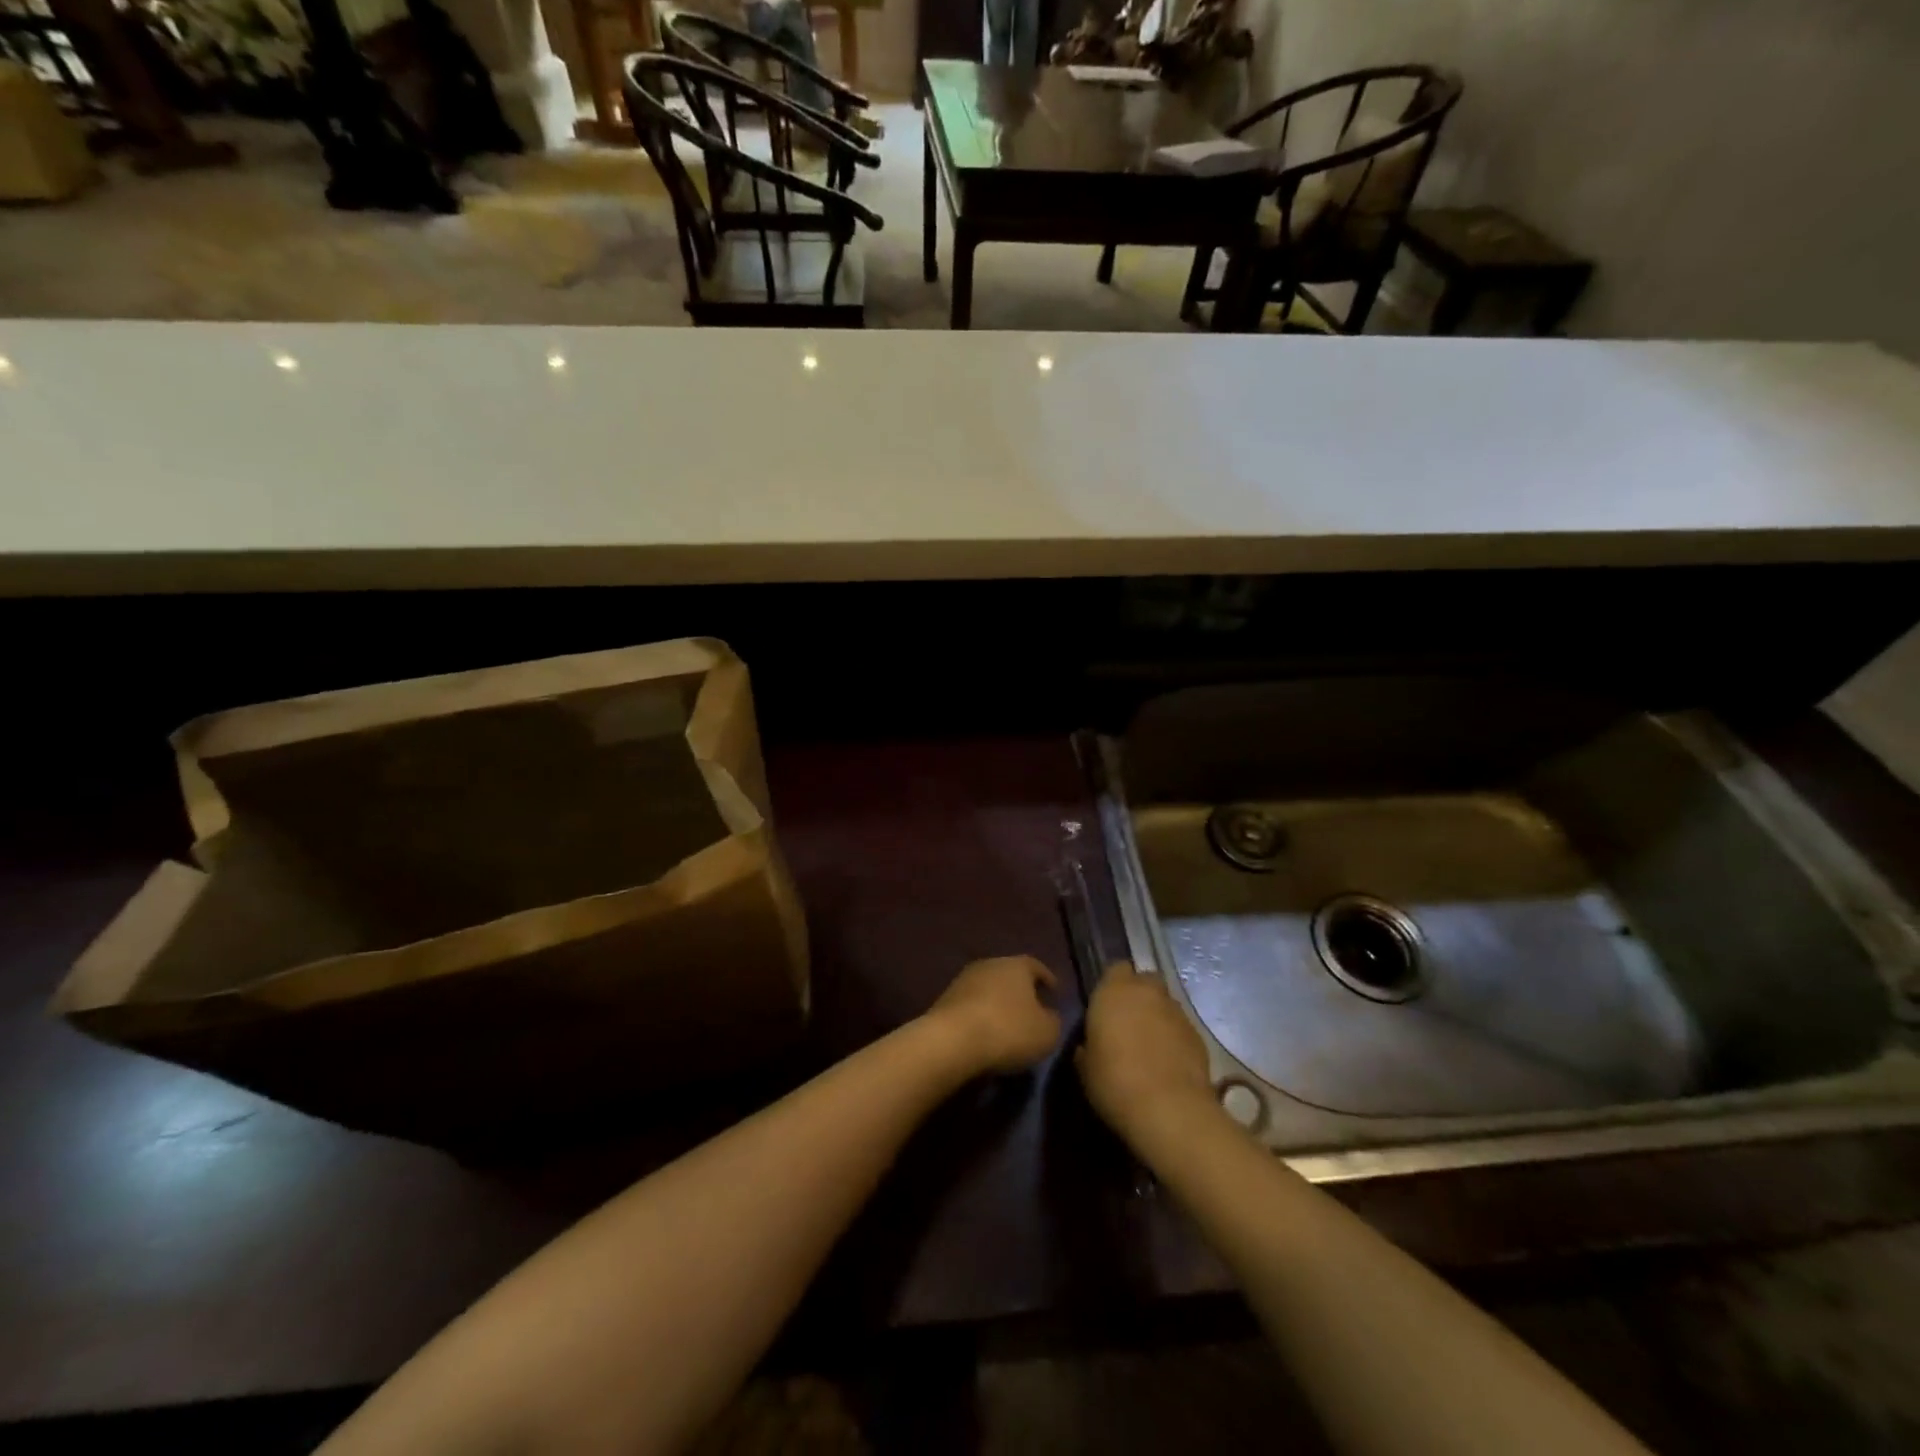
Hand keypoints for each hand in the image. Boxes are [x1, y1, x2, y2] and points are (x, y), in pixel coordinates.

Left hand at [927, 955, 1061, 1074]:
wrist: (952, 1040)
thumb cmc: (1008, 1030)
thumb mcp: (1047, 1033)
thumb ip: (1053, 1021)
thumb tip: (1050, 1016)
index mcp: (1017, 965)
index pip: (1036, 966)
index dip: (1047, 979)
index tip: (1054, 991)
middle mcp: (989, 964)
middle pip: (1009, 975)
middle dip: (1021, 991)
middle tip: (1032, 1009)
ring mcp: (963, 980)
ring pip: (988, 989)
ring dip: (998, 1003)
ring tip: (1007, 1025)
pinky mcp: (945, 1000)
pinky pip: (971, 1005)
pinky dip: (980, 1016)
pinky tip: (985, 1033)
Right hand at [1076, 965, 1217, 1145]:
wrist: (1169, 1110)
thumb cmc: (1114, 1082)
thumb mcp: (1085, 1067)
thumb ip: (1087, 1045)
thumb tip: (1089, 1045)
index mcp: (1113, 991)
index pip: (1116, 969)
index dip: (1112, 984)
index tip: (1106, 1006)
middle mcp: (1147, 992)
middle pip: (1145, 980)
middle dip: (1139, 994)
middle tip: (1128, 1022)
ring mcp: (1176, 1012)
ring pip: (1165, 1003)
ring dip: (1157, 1016)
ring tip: (1149, 1045)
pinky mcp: (1198, 1034)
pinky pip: (1181, 1027)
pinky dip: (1174, 1037)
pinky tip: (1168, 1062)